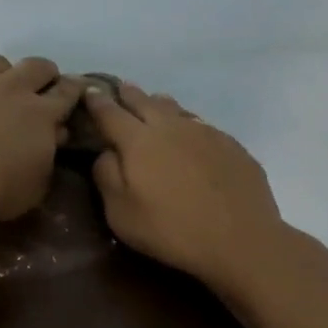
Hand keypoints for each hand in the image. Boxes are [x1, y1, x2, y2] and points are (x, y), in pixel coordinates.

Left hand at [0, 55, 82, 229]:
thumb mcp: (36, 186)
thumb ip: (48, 157)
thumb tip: (53, 136)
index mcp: (41, 114)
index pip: (67, 92)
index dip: (74, 89)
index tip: (77, 90)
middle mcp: (10, 89)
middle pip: (35, 66)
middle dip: (43, 73)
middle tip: (41, 87)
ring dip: (1, 73)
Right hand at [84, 83, 284, 293]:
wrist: (240, 239)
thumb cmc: (171, 230)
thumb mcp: (121, 213)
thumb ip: (107, 176)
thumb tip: (107, 151)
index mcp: (138, 141)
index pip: (110, 113)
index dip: (97, 101)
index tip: (88, 91)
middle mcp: (171, 127)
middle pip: (144, 101)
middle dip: (128, 94)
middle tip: (120, 88)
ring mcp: (205, 132)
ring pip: (176, 109)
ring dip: (159, 104)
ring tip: (153, 103)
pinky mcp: (231, 145)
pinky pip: (201, 125)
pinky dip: (188, 124)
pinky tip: (191, 136)